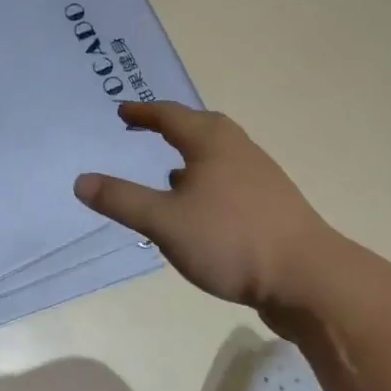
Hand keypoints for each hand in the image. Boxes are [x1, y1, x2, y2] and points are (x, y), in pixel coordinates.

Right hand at [74, 101, 340, 312]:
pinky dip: (205, 184)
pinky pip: (228, 182)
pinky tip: (199, 212)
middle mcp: (238, 149)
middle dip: (170, 128)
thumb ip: (122, 199)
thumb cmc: (231, 239)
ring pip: (216, 157)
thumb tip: (81, 180)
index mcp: (212, 141)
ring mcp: (260, 178)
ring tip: (167, 174)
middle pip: (199, 128)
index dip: (143, 112)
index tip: (123, 111)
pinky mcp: (272, 206)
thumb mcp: (165, 221)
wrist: (310, 279)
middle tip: (145, 130)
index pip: (170, 115)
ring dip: (189, 159)